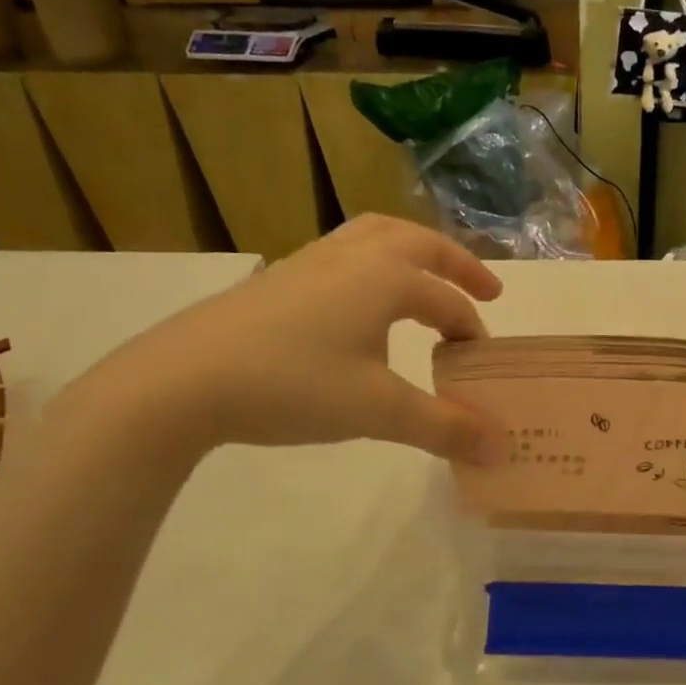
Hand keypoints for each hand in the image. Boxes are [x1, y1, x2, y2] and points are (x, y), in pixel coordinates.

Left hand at [97, 216, 506, 461]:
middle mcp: (354, 256)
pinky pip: (344, 252)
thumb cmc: (294, 385)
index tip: (482, 365)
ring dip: (413, 251)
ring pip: (376, 236)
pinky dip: (373, 261)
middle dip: (458, 264)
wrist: (183, 380)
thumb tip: (502, 448)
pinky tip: (361, 299)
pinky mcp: (279, 277)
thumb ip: (445, 427)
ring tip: (426, 277)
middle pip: (420, 242)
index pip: (447, 302)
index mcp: (386, 277)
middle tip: (487, 288)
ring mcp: (312, 260)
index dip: (472, 333)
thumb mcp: (378, 411)